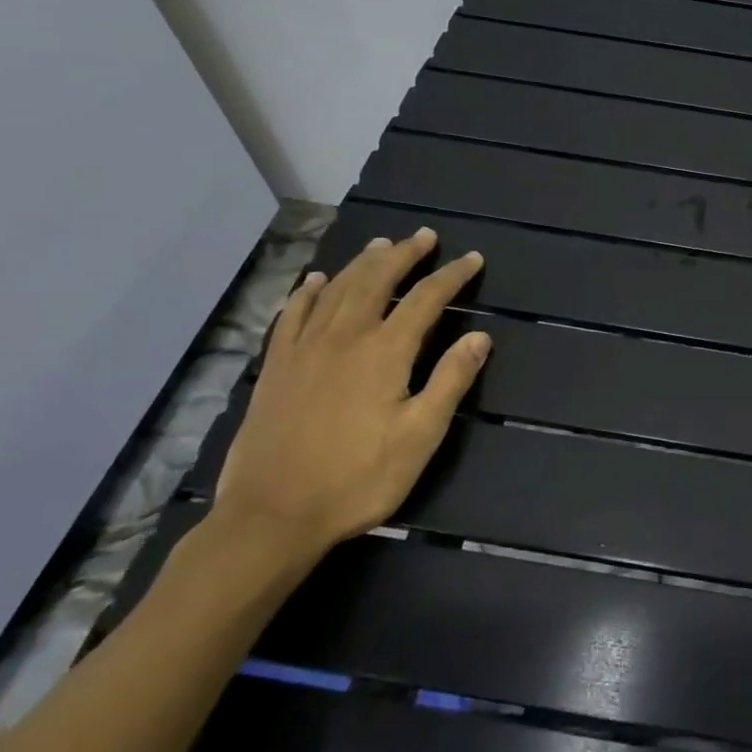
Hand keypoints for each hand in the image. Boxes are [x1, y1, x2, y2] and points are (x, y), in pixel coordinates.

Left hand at [210, 230, 490, 569]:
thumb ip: (450, 381)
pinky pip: (291, 313)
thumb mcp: (420, 436)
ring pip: (335, 289)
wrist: (272, 514)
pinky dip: (307, 291)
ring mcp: (304, 348)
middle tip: (423, 237)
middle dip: (404, 254)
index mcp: (384, 351)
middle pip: (376, 280)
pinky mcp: (275, 366)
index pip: (426, 299)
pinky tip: (314, 281)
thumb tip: (479, 337)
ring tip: (380, 245)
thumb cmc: (358, 478)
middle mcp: (344, 336)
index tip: (472, 259)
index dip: (452, 275)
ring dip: (361, 262)